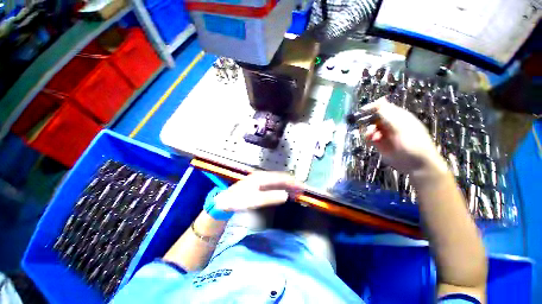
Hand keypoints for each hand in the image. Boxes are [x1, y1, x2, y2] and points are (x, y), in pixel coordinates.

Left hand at [214, 172, 302, 211]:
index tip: (302, 187)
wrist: (225, 201)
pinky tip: (285, 193)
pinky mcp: (260, 185)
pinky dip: (282, 188)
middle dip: (292, 184)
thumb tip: (285, 195)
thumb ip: (270, 198)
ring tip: (297, 192)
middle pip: (281, 178)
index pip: (281, 178)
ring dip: (288, 186)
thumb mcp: (254, 201)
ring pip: (278, 181)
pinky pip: (274, 185)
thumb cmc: (238, 200)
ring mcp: (261, 180)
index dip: (292, 182)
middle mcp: (263, 176)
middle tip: (302, 191)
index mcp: (262, 177)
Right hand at [362, 97, 445, 173]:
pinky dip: (367, 138)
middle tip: (364, 125)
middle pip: (374, 117)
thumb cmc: (413, 143)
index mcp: (398, 116)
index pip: (383, 107)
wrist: (415, 164)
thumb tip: (381, 100)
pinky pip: (369, 138)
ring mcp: (384, 134)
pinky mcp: (379, 144)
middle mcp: (390, 124)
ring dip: (368, 131)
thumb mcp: (402, 126)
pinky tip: (370, 141)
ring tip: (371, 137)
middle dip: (367, 121)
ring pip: (370, 128)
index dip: (372, 107)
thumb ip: (389, 114)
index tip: (362, 111)